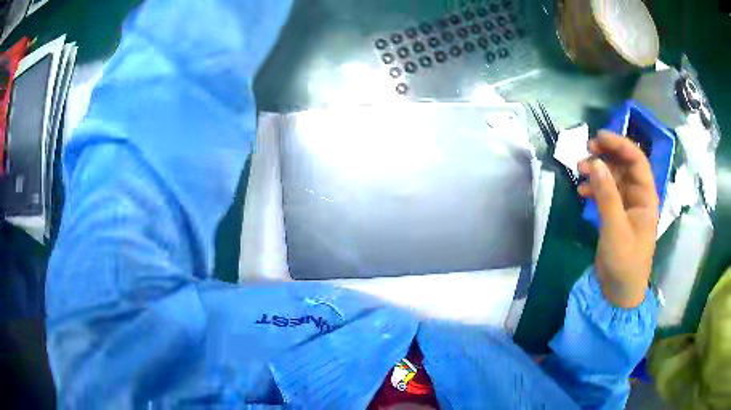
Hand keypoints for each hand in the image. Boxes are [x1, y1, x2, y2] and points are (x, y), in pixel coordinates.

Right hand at [578, 130, 658, 308]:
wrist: (620, 292)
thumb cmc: (625, 262)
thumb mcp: (616, 228)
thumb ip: (607, 195)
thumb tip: (595, 162)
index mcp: (646, 197)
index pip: (637, 160)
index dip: (620, 144)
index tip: (599, 137)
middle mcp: (638, 196)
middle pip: (624, 165)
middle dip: (606, 155)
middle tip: (586, 150)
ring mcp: (626, 206)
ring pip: (613, 177)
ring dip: (597, 171)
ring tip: (579, 170)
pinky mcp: (615, 215)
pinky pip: (605, 193)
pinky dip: (594, 188)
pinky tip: (581, 191)